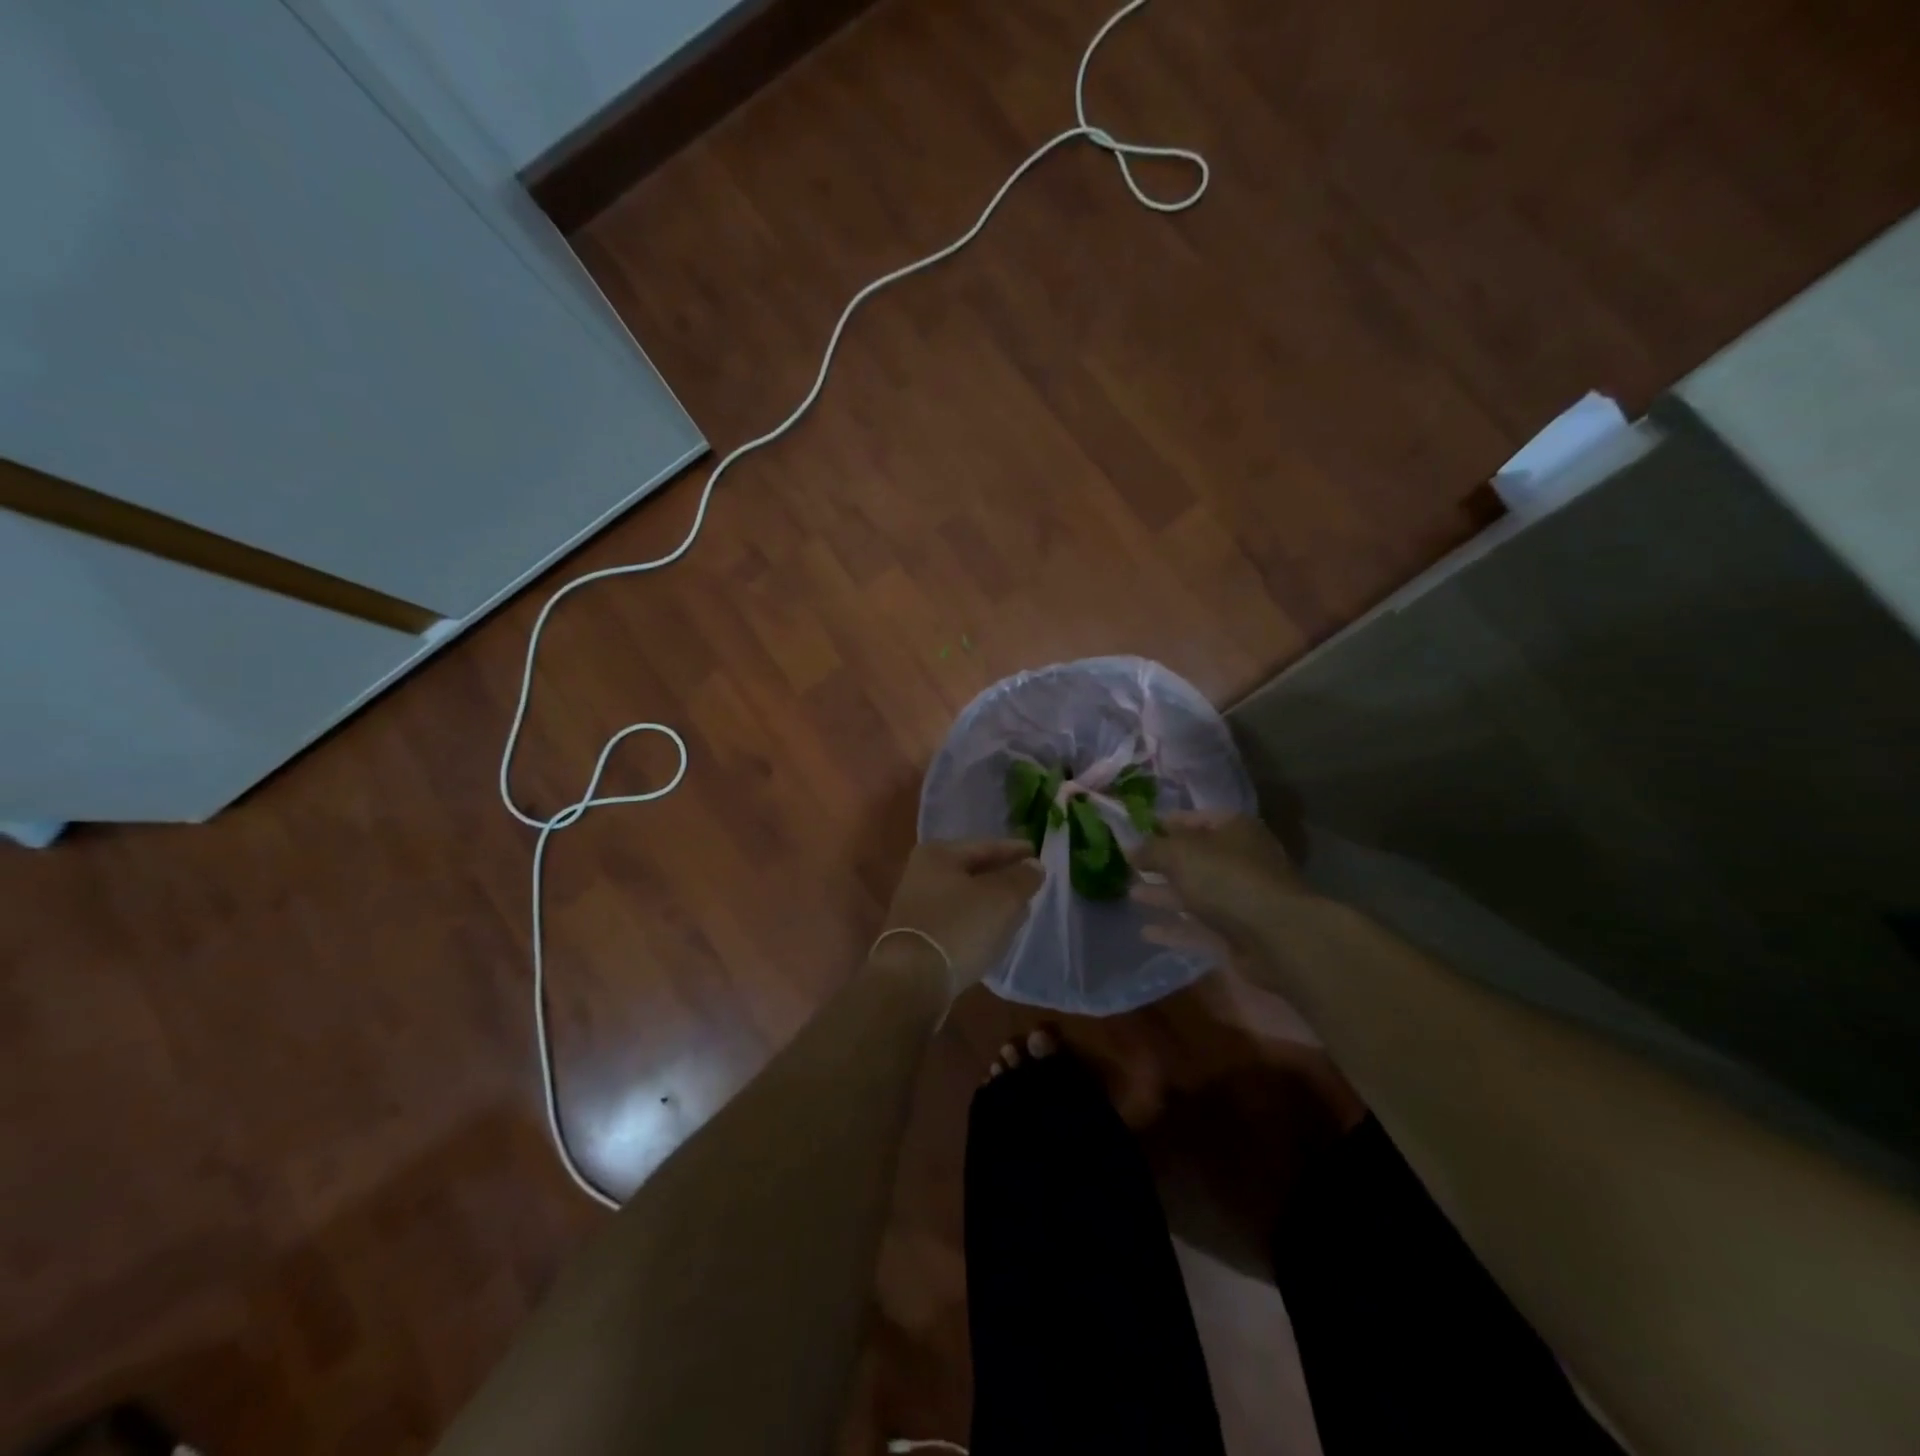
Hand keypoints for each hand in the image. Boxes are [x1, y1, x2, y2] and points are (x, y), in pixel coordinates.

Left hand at [874, 839, 1043, 996]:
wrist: (912, 980)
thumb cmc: (959, 927)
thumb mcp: (1002, 898)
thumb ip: (1022, 878)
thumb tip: (1033, 866)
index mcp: (938, 854)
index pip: (986, 846)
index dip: (1016, 851)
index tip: (1038, 855)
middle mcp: (921, 873)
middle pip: (973, 870)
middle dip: (1003, 877)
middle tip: (1031, 883)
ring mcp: (916, 906)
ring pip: (965, 897)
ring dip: (991, 902)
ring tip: (1018, 910)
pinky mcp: (917, 935)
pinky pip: (956, 920)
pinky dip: (976, 922)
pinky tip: (994, 933)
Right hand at [1131, 811, 1309, 948]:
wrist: (1276, 937)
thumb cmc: (1226, 879)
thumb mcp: (1180, 854)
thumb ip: (1152, 849)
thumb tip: (1131, 849)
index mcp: (1235, 830)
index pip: (1197, 819)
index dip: (1168, 823)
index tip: (1140, 830)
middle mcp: (1240, 861)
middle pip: (1196, 858)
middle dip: (1164, 863)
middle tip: (1131, 866)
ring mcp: (1241, 899)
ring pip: (1195, 893)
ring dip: (1165, 895)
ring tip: (1131, 894)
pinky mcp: (1237, 934)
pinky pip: (1199, 928)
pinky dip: (1174, 928)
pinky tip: (1145, 932)